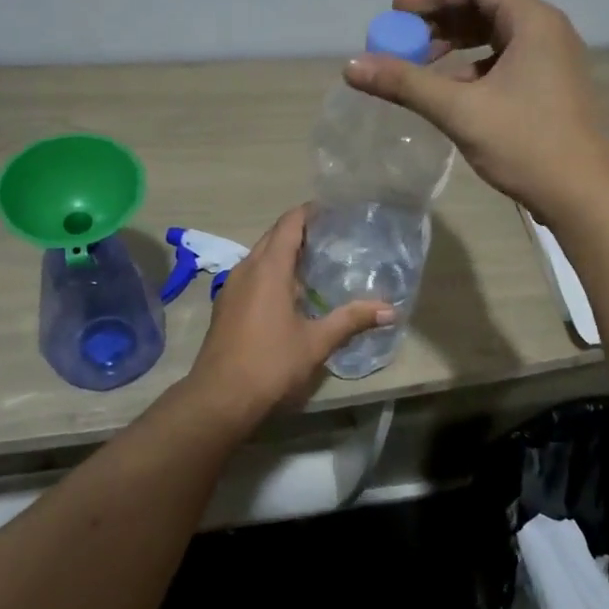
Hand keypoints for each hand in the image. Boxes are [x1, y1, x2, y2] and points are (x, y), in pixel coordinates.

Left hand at [179, 206, 391, 421]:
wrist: (218, 399)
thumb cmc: (270, 363)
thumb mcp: (316, 342)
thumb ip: (351, 320)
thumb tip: (390, 310)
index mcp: (269, 268)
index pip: (289, 224)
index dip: (309, 212)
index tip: (333, 210)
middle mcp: (246, 269)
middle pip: (273, 236)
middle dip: (300, 231)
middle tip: (332, 235)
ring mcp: (231, 287)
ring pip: (260, 256)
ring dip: (284, 253)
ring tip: (316, 261)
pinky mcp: (226, 306)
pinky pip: (251, 275)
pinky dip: (271, 272)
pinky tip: (290, 292)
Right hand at [345, 0, 608, 223]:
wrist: (585, 196)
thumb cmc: (526, 144)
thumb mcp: (460, 111)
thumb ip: (405, 83)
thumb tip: (352, 66)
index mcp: (533, 21)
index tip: (397, 13)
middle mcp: (547, 30)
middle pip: (487, 4)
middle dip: (441, 18)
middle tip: (404, 39)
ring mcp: (552, 59)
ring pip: (496, 34)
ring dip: (456, 42)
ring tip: (421, 63)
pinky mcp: (551, 85)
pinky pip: (506, 59)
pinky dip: (474, 66)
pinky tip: (450, 90)